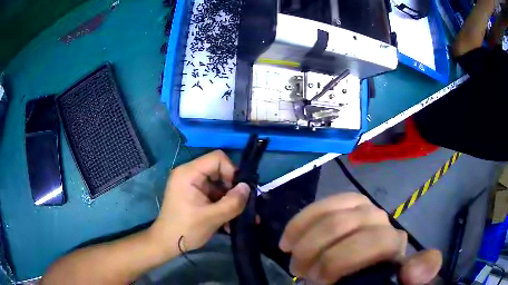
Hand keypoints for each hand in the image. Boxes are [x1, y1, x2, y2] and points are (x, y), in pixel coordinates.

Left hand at [149, 150, 249, 254]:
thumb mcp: (212, 217)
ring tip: (239, 217)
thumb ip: (232, 202)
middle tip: (242, 204)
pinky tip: (229, 221)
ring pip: (218, 184)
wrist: (167, 243)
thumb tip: (248, 187)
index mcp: (189, 173)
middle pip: (219, 170)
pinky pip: (213, 194)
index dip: (232, 171)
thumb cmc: (186, 229)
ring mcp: (191, 184)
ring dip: (229, 199)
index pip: (217, 158)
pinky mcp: (193, 194)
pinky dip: (222, 205)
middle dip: (232, 188)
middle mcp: (189, 174)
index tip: (240, 191)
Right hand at [279, 193, 441, 284]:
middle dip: (319, 254)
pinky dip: (302, 221)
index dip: (342, 261)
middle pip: (347, 227)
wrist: (363, 268)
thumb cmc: (374, 278)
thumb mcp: (393, 281)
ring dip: (307, 241)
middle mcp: (382, 222)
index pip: (376, 242)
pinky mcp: (346, 204)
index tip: (323, 282)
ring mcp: (364, 210)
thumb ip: (413, 276)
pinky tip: (288, 238)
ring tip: (296, 260)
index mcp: (394, 244)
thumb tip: (412, 272)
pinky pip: (324, 204)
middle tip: (303, 274)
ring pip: (333, 215)